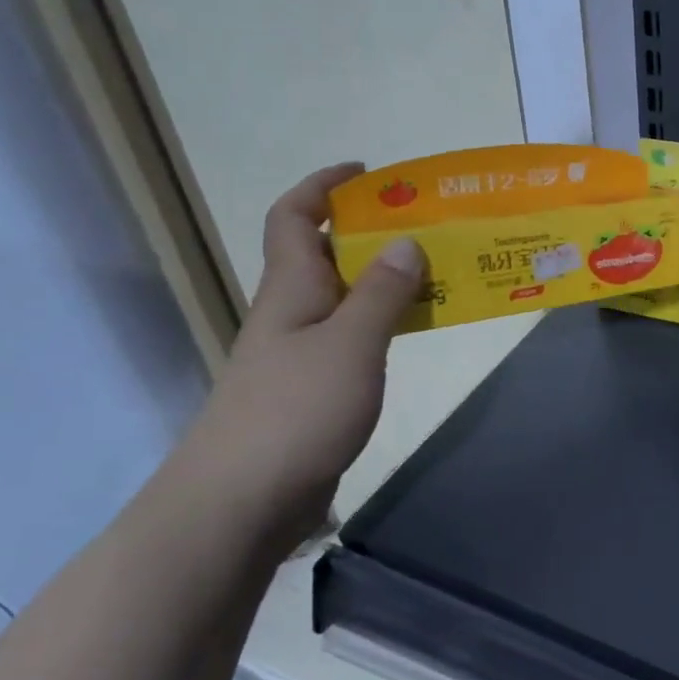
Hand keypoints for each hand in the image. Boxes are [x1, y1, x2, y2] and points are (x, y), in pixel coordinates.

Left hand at [170, 163, 422, 553]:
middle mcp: (292, 313)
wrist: (239, 505)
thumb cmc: (294, 412)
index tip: (369, 174)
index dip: (324, 186)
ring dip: (385, 281)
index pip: (294, 217)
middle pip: (326, 255)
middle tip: (430, 228)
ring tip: (439, 276)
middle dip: (372, 233)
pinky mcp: (312, 392)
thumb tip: (404, 241)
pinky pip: (353, 339)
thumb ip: (381, 293)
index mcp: (291, 289)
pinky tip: (413, 334)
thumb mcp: (350, 344)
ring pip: (344, 299)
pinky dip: (383, 325)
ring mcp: (299, 355)